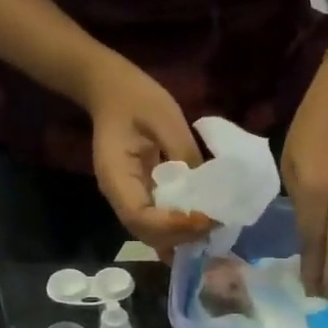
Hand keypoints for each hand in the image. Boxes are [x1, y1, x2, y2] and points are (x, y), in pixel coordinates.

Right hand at [84, 54, 214, 256]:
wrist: (111, 90)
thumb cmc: (136, 99)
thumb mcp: (165, 118)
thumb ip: (185, 153)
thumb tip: (209, 187)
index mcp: (116, 175)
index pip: (140, 217)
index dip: (173, 225)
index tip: (204, 218)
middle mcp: (118, 196)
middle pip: (147, 233)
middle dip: (182, 235)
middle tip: (216, 223)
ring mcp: (127, 199)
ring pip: (152, 234)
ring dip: (182, 236)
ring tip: (212, 226)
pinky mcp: (139, 196)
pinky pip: (157, 223)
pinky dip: (177, 231)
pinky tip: (199, 227)